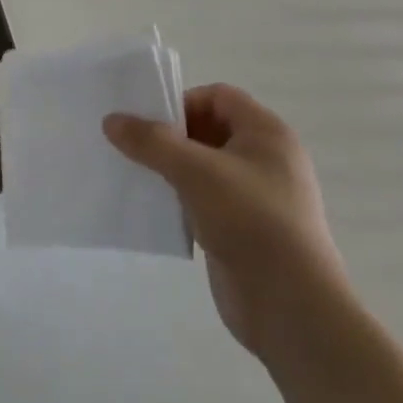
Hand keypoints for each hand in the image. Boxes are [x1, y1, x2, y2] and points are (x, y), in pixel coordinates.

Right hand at [104, 85, 348, 363]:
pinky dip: (178, 197)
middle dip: (169, 135)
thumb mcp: (194, 171)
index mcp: (267, 134)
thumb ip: (150, 141)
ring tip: (136, 175)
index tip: (149, 123)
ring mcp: (255, 196)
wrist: (291, 306)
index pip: (218, 96)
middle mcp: (265, 159)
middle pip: (208, 129)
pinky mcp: (242, 227)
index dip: (182, 101)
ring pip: (202, 166)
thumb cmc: (250, 221)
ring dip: (169, 167)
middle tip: (133, 146)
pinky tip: (154, 207)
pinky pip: (202, 198)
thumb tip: (111, 120)